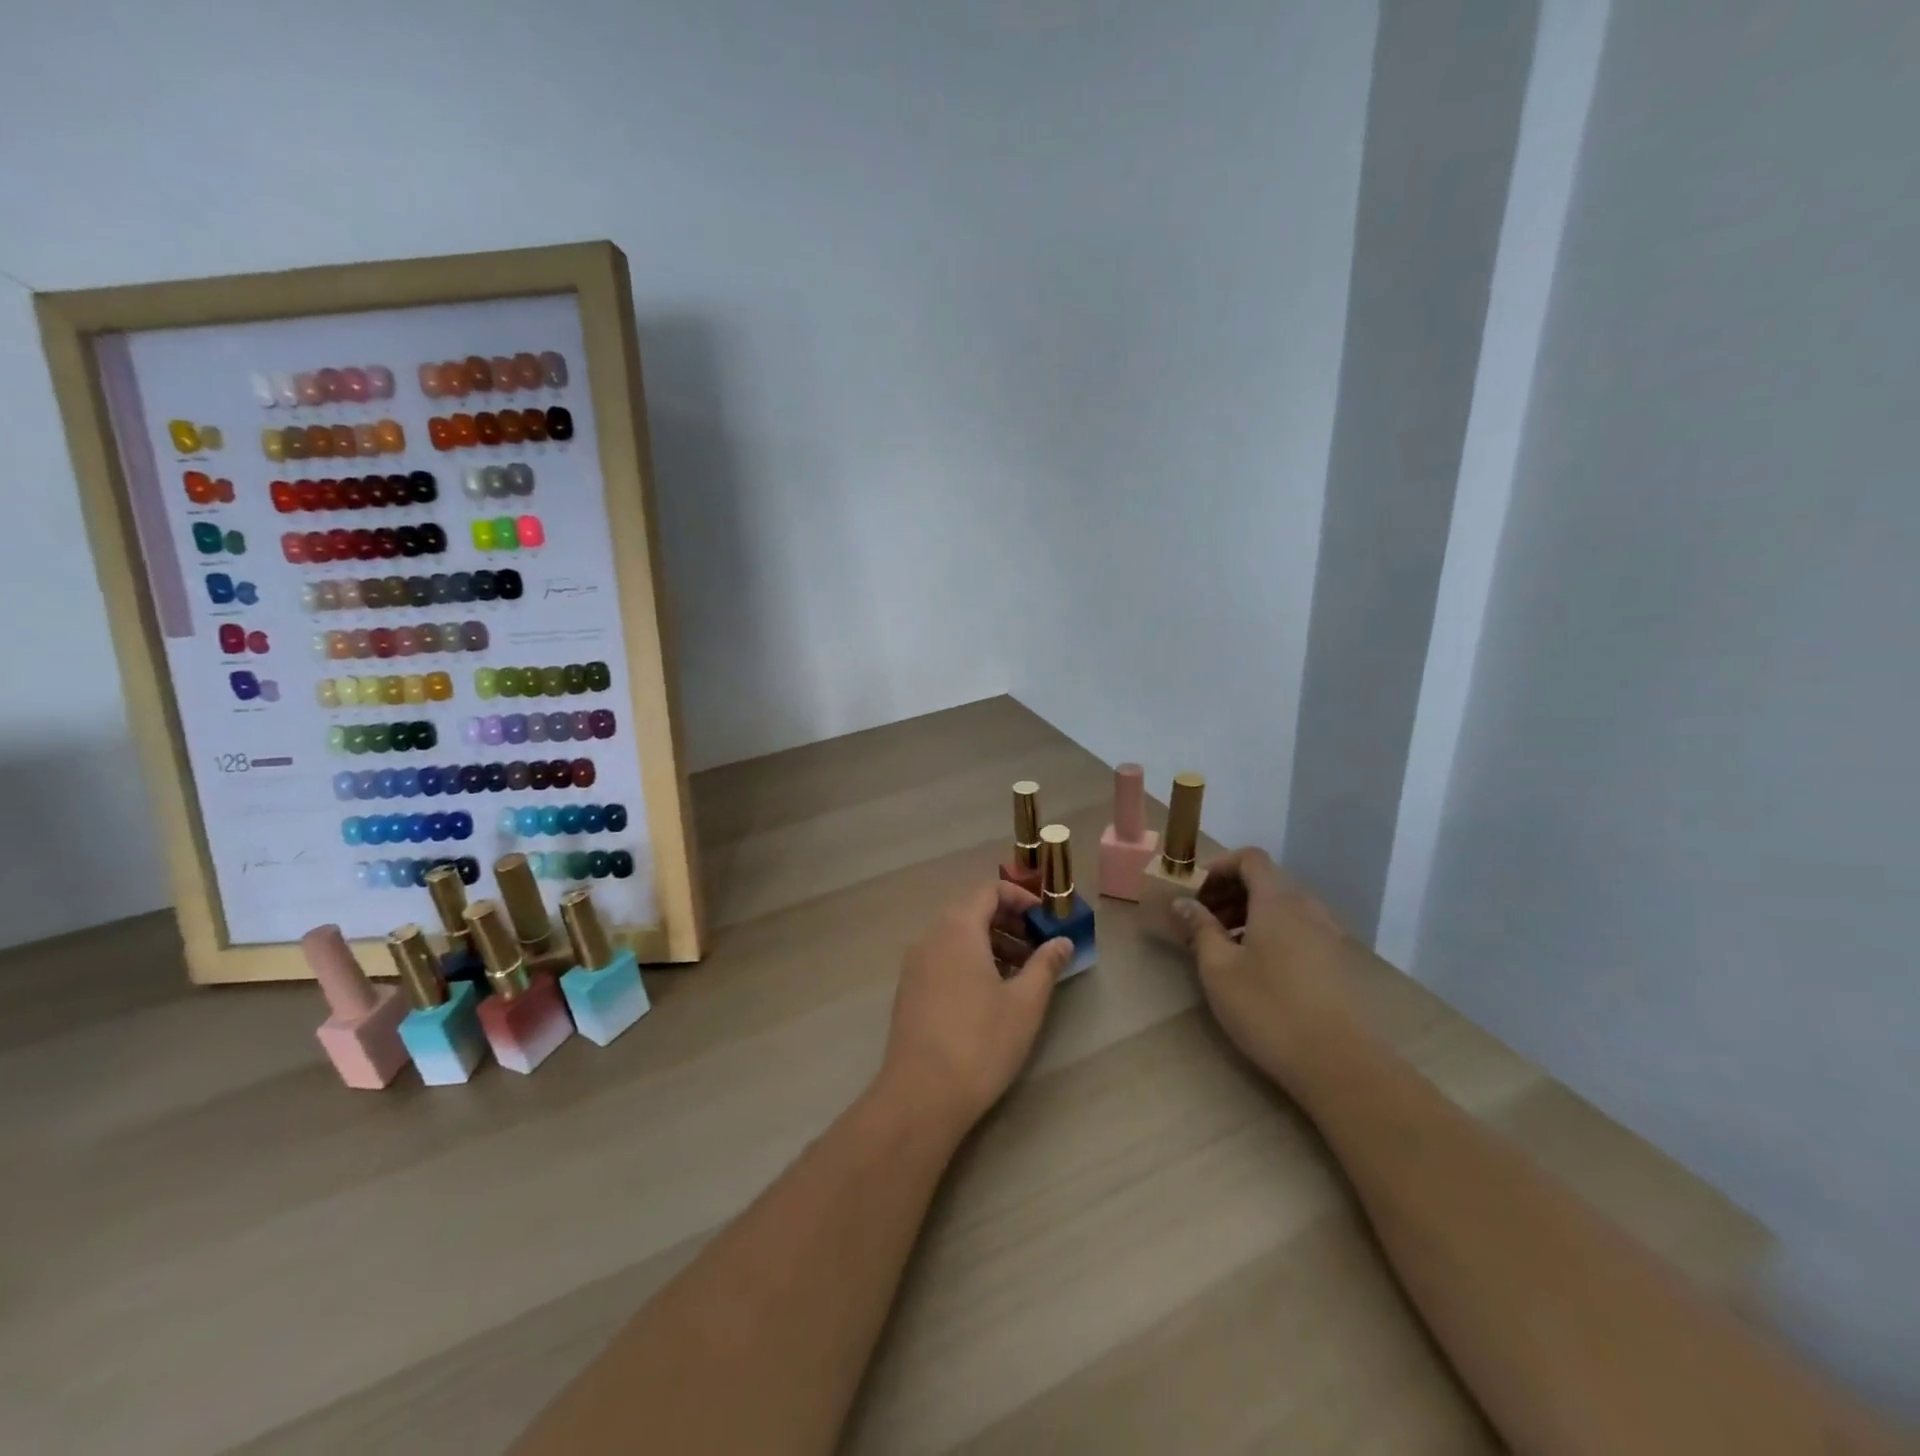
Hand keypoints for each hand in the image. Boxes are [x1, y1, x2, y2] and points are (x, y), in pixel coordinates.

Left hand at [877, 882, 1072, 1134]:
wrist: (921, 1095)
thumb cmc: (980, 1042)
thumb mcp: (1025, 1003)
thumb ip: (1045, 965)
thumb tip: (1063, 941)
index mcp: (957, 928)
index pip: (989, 890)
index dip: (1020, 898)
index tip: (1045, 920)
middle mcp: (931, 936)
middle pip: (971, 911)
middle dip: (1008, 923)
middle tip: (1038, 948)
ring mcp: (915, 964)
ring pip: (956, 937)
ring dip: (990, 944)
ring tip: (1020, 974)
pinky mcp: (909, 990)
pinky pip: (943, 958)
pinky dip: (969, 961)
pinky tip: (990, 995)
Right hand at [1171, 848, 1352, 1082]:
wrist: (1338, 1063)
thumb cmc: (1268, 1008)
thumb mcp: (1219, 968)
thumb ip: (1199, 928)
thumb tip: (1183, 903)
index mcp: (1278, 901)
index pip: (1250, 859)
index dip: (1220, 867)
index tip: (1196, 893)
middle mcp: (1307, 908)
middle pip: (1266, 881)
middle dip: (1229, 892)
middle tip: (1201, 921)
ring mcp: (1327, 935)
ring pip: (1282, 907)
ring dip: (1248, 914)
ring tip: (1223, 946)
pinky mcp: (1336, 962)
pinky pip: (1297, 929)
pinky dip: (1270, 932)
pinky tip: (1255, 968)